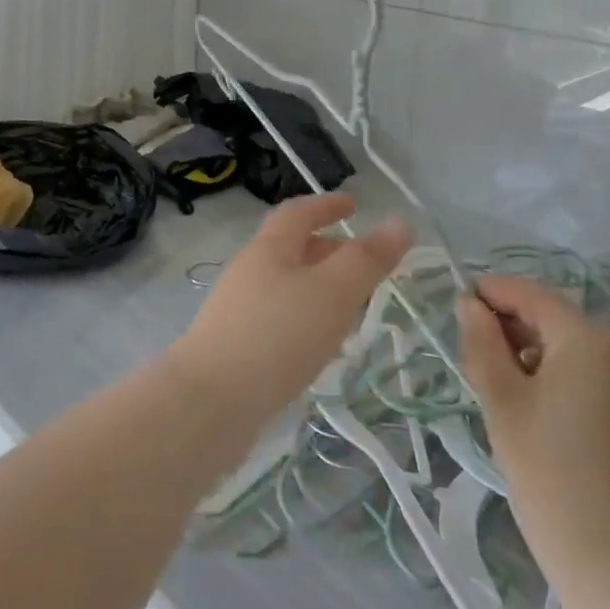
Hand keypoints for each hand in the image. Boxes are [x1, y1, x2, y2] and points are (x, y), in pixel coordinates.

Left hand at [168, 192, 412, 429]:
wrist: (209, 403)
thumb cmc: (277, 336)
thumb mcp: (332, 293)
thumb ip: (366, 260)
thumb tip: (400, 222)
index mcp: (269, 249)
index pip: (298, 212)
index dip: (327, 205)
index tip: (354, 204)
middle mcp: (249, 271)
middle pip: (290, 249)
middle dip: (328, 250)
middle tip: (364, 266)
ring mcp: (237, 310)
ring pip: (286, 286)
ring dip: (318, 289)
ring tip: (350, 310)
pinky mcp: (234, 346)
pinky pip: (277, 319)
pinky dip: (304, 319)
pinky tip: (318, 348)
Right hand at [458, 275, 609, 599]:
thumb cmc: (550, 476)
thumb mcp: (501, 402)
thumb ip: (481, 341)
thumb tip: (470, 303)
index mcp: (589, 338)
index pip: (530, 294)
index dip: (491, 293)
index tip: (458, 305)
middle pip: (555, 319)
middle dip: (513, 329)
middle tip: (477, 362)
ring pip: (576, 348)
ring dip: (538, 355)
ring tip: (507, 394)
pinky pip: (599, 375)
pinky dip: (566, 378)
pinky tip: (546, 416)